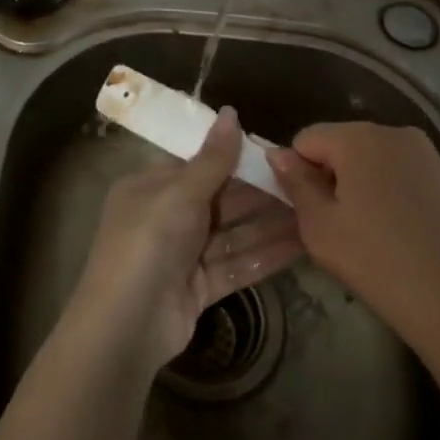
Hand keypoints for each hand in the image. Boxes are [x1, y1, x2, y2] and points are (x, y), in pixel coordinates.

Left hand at [71, 107, 304, 371]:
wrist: (126, 327)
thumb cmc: (148, 243)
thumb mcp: (179, 193)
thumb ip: (212, 159)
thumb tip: (232, 112)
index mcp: (150, 187)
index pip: (197, 165)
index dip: (234, 157)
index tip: (275, 151)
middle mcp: (165, 217)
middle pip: (219, 200)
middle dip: (259, 193)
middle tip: (305, 183)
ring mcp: (182, 255)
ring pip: (232, 234)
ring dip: (269, 225)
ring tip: (314, 213)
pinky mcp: (199, 287)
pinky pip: (236, 264)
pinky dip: (264, 255)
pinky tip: (301, 245)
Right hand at [269, 123, 439, 354]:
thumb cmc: (381, 262)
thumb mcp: (321, 228)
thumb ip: (296, 184)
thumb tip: (278, 155)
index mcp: (358, 137)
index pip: (306, 139)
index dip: (297, 173)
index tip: (306, 212)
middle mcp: (395, 134)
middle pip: (343, 147)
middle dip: (333, 179)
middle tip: (337, 229)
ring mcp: (431, 156)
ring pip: (377, 165)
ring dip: (365, 191)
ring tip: (372, 239)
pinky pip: (407, 181)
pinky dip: (396, 201)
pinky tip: (406, 242)